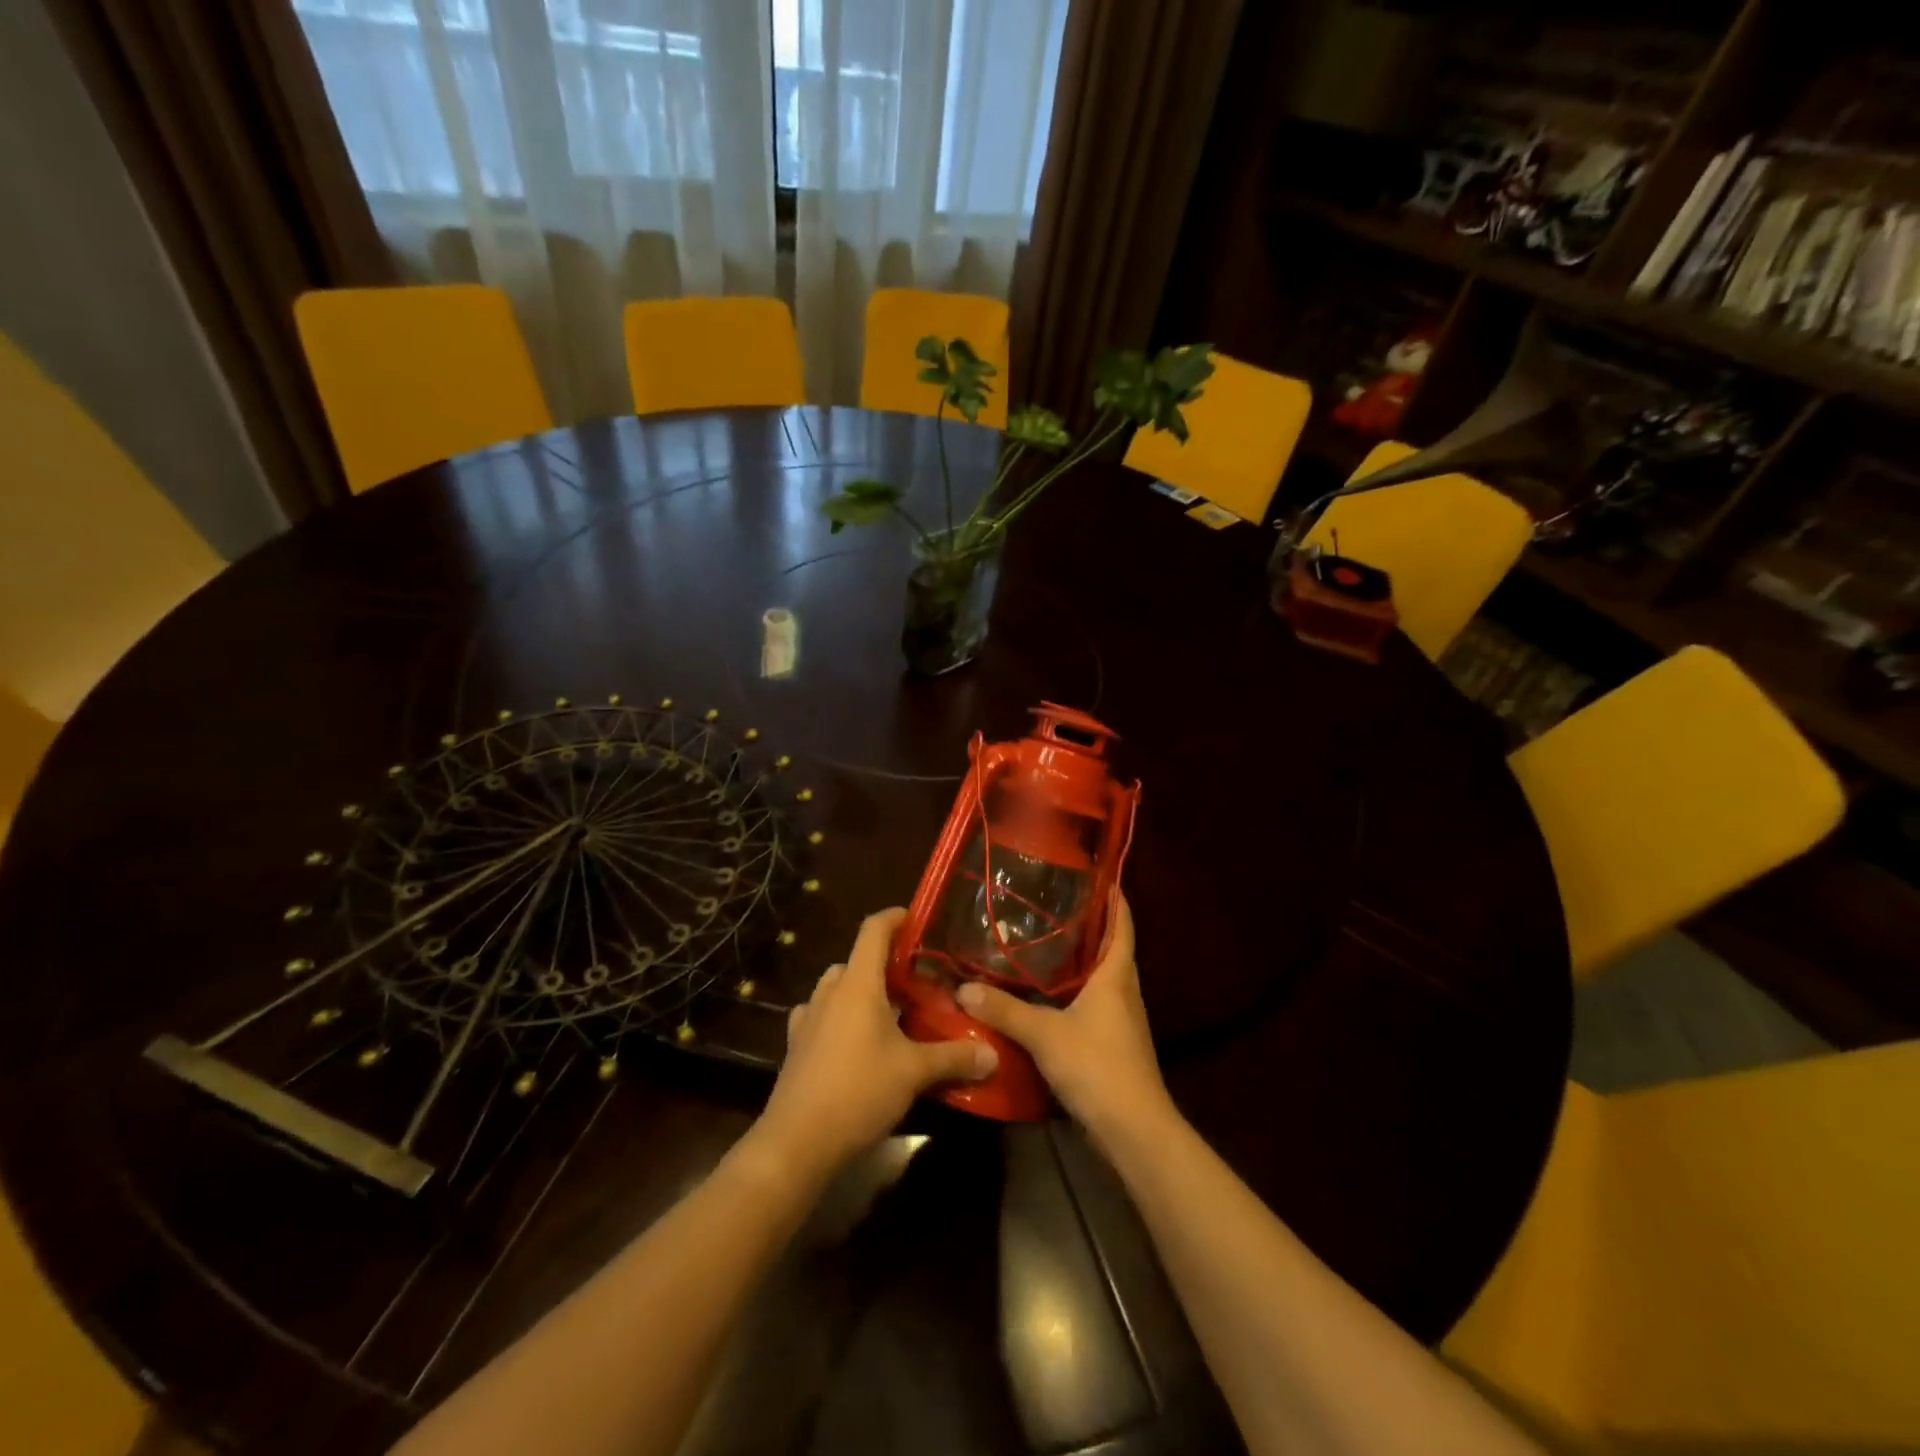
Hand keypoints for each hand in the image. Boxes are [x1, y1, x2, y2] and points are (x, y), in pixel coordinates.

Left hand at [752, 908, 995, 1182]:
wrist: (796, 1143)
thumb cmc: (858, 1092)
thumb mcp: (914, 1073)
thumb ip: (954, 1057)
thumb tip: (993, 1054)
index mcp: (857, 984)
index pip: (873, 930)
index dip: (895, 918)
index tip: (917, 918)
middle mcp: (829, 993)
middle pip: (856, 960)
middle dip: (884, 964)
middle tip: (916, 980)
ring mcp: (808, 1019)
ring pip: (837, 988)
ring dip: (861, 991)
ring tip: (890, 1012)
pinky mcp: (796, 1047)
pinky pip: (821, 1017)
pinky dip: (840, 1018)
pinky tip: (856, 1042)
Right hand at [955, 894, 1173, 1146]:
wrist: (1134, 1131)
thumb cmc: (1098, 1067)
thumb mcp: (1045, 1035)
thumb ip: (1004, 1011)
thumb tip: (963, 988)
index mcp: (1116, 976)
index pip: (1122, 924)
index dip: (1114, 898)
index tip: (1097, 876)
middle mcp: (1124, 992)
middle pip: (1112, 948)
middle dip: (1089, 926)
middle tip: (1054, 905)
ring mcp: (1121, 1020)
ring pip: (1103, 978)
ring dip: (1081, 960)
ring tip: (1044, 944)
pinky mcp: (1114, 1044)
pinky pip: (1095, 1005)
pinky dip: (1075, 992)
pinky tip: (1047, 996)